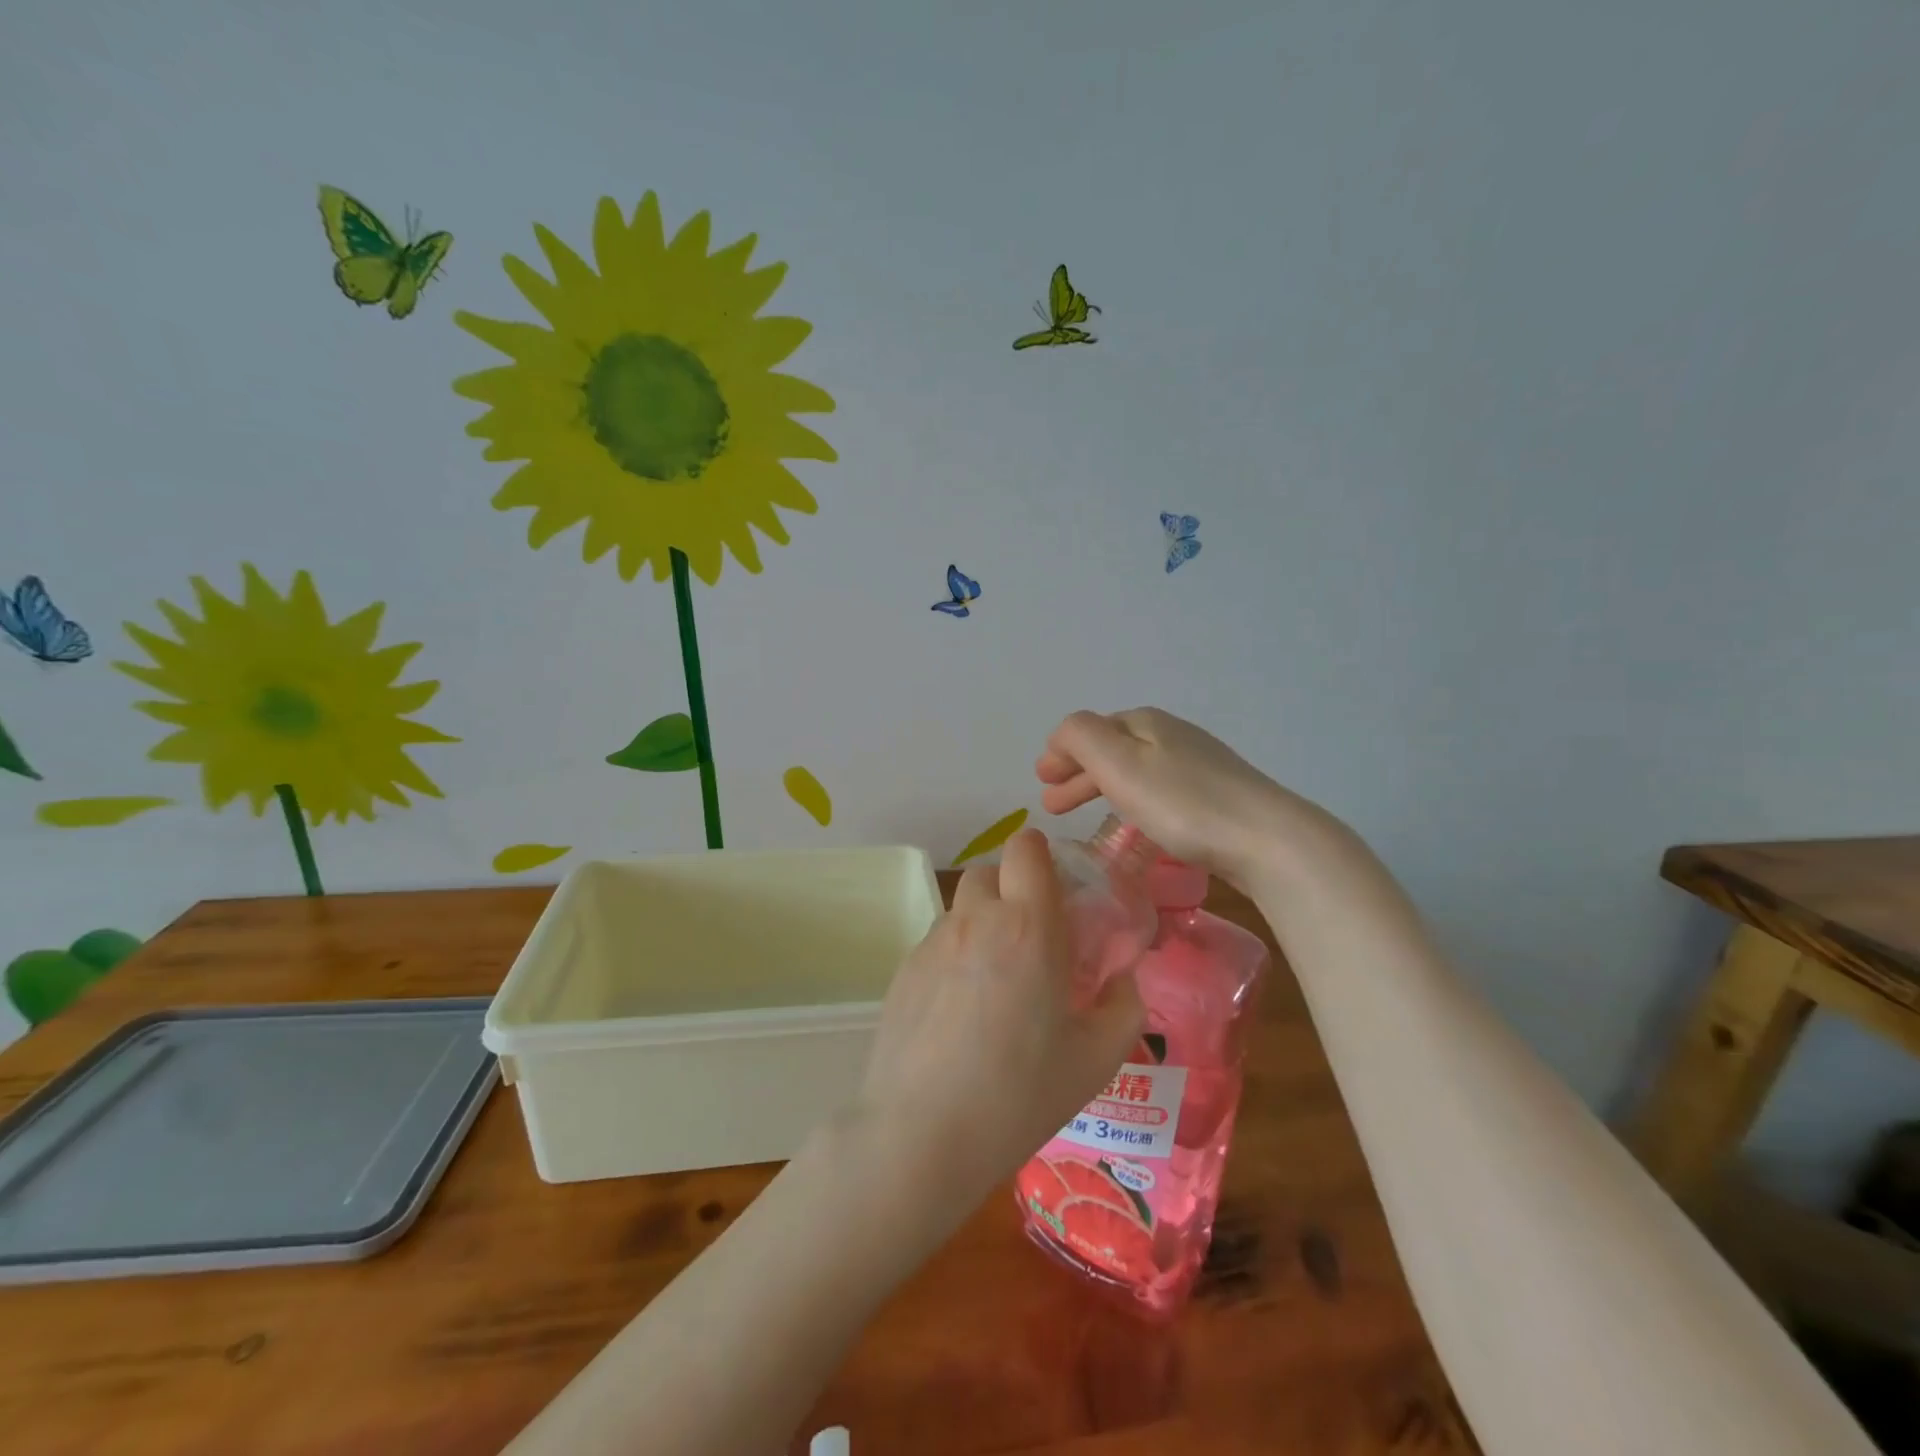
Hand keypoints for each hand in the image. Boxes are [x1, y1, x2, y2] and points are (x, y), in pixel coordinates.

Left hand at [847, 829, 1144, 1221]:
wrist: (920, 1135)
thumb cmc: (1020, 1095)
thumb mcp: (1096, 1059)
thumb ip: (1122, 1006)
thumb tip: (1122, 979)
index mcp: (1029, 926)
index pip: (1026, 848)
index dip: (1042, 856)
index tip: (1058, 891)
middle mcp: (976, 920)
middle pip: (990, 870)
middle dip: (1013, 889)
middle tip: (1033, 938)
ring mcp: (933, 943)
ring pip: (963, 908)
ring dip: (984, 923)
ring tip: (997, 981)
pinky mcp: (903, 970)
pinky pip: (938, 942)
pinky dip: (956, 956)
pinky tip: (961, 1011)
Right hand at [1035, 707, 1338, 887]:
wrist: (1266, 839)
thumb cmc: (1182, 803)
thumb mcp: (1120, 764)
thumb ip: (1081, 738)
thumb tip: (1062, 735)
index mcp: (1144, 722)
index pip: (1089, 729)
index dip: (1061, 753)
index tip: (1040, 780)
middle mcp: (1171, 734)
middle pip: (1112, 748)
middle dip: (1078, 772)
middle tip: (1052, 803)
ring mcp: (1198, 763)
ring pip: (1134, 769)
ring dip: (1101, 787)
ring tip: (1085, 814)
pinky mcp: (1217, 794)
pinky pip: (1157, 789)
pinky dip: (1131, 799)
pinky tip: (1134, 820)